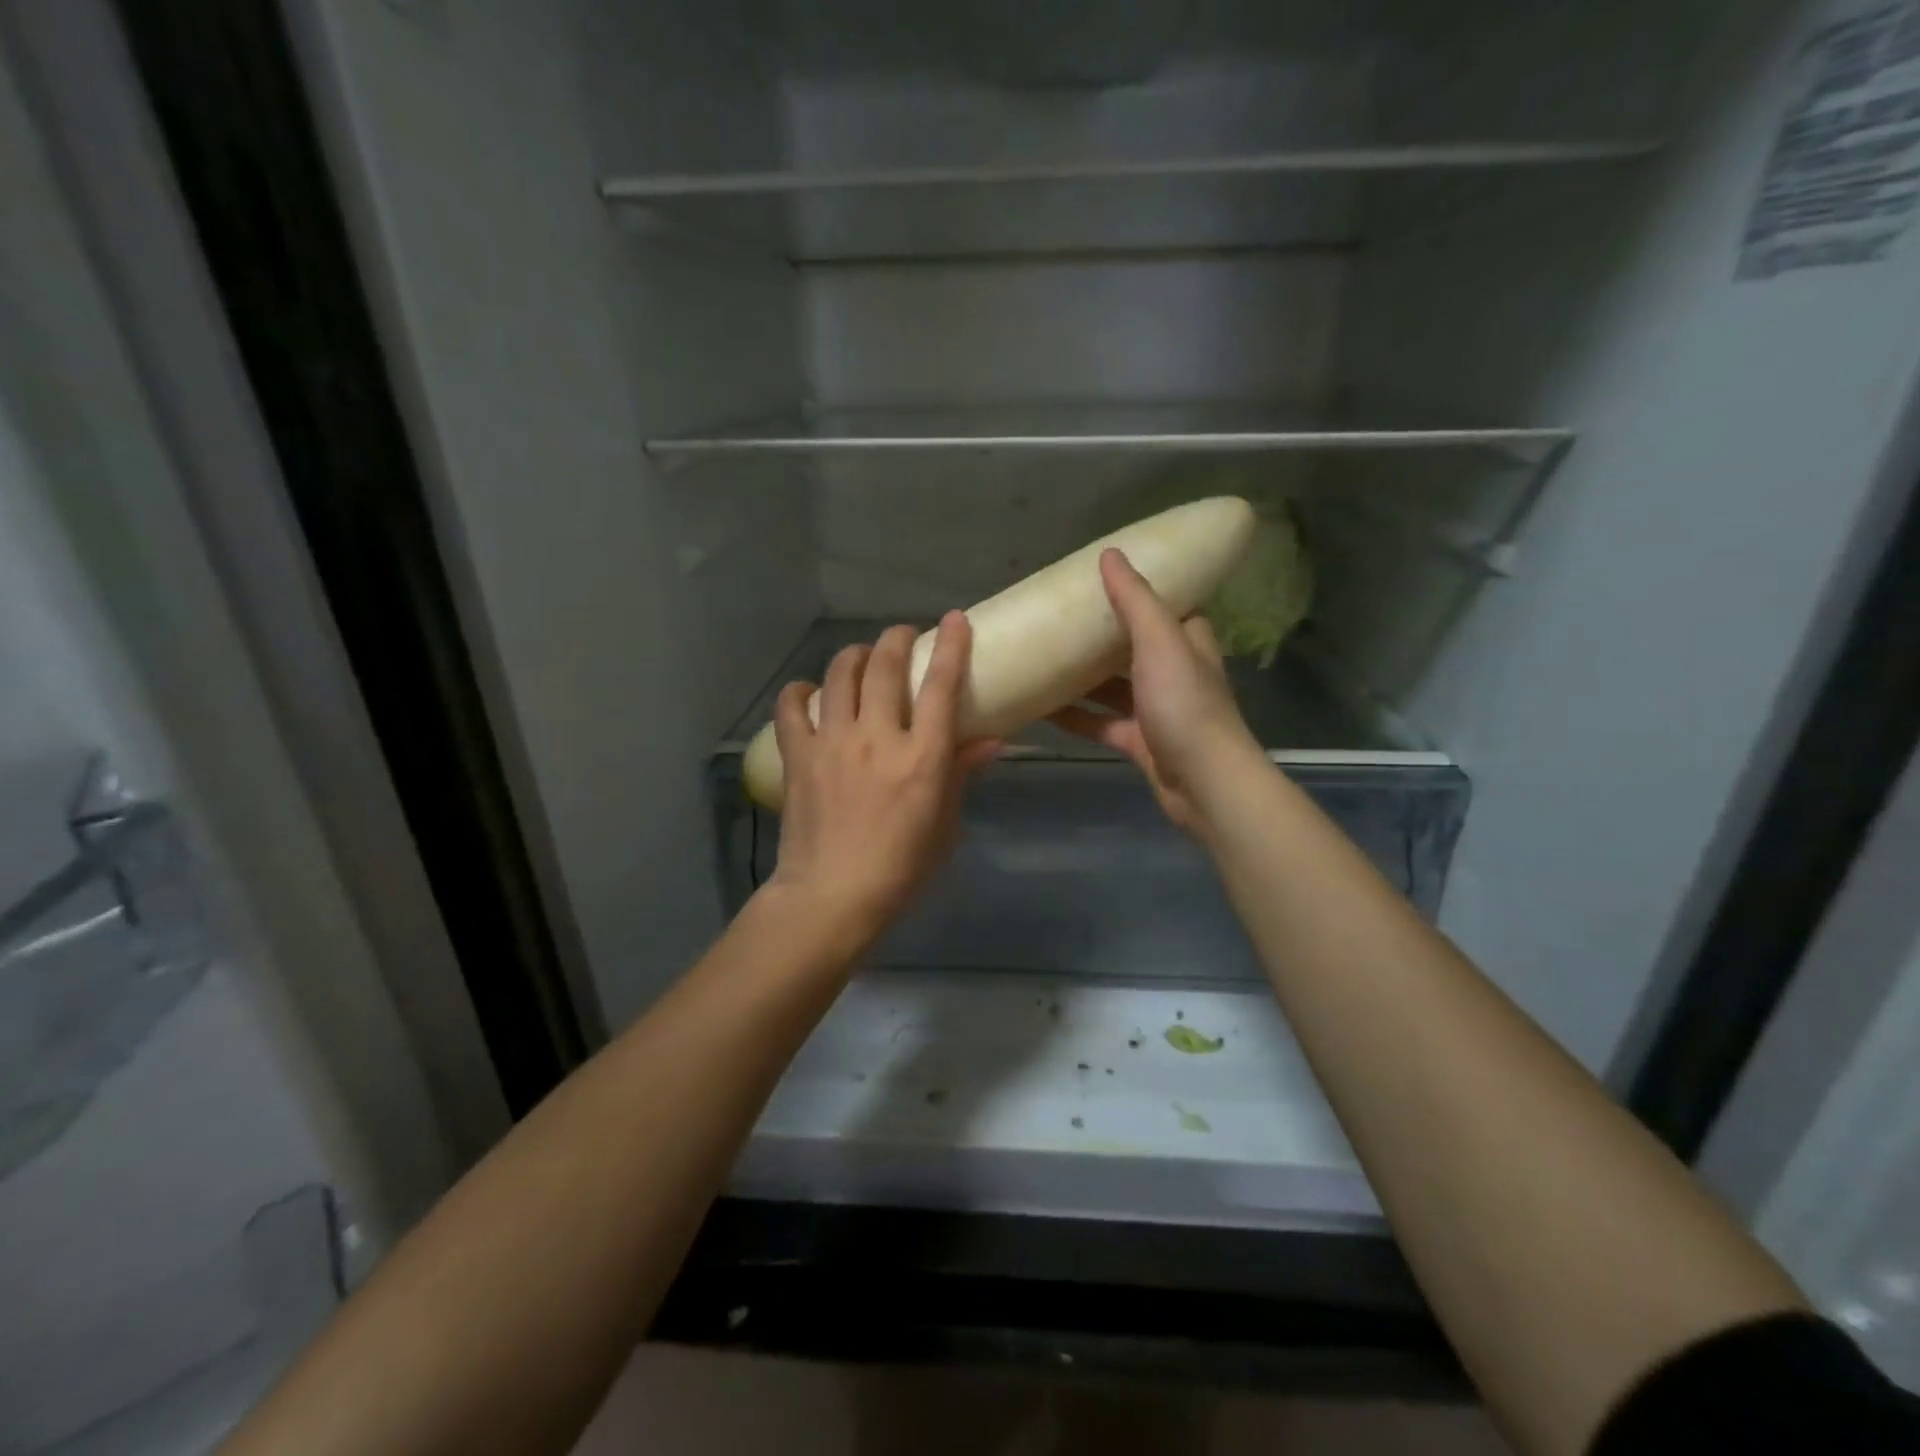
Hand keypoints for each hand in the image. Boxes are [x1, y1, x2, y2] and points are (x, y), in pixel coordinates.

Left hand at [765, 612, 1000, 950]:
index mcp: (921, 757)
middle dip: (897, 638)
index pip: (941, 685)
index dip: (951, 645)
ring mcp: (833, 742)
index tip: (954, 619)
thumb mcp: (945, 825)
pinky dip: (801, 690)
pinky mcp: (799, 755)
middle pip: (885, 665)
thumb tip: (989, 741)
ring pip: (840, 673)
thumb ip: (961, 775)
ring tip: (862, 656)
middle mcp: (877, 737)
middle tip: (903, 636)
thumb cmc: (901, 870)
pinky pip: (792, 706)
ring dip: (854, 654)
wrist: (832, 898)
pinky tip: (810, 692)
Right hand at [1049, 548, 1259, 835]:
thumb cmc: (1184, 705)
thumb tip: (1110, 554)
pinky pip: (1101, 723)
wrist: (1203, 782)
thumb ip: (1135, 600)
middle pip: (1133, 645)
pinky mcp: (1139, 742)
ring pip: (1113, 686)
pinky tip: (1043, 708)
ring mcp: (1156, 709)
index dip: (1137, 591)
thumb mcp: (1160, 642)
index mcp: (1186, 641)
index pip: (1165, 606)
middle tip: (1060, 618)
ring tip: (1042, 658)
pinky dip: (1077, 716)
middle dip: (1100, 634)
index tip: (1100, 579)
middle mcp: (1174, 672)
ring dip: (1083, 677)